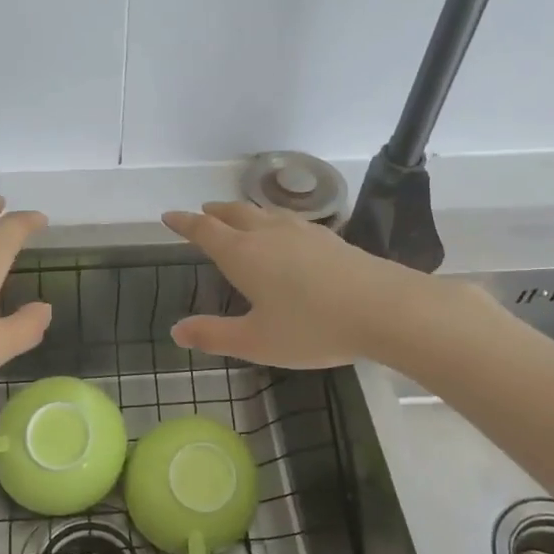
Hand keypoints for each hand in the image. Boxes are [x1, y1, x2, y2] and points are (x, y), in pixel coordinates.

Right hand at [162, 201, 438, 369]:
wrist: (383, 308)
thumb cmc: (312, 327)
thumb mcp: (256, 341)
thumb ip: (214, 335)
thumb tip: (176, 330)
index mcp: (243, 254)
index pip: (205, 231)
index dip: (185, 223)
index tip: (169, 215)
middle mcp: (269, 234)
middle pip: (235, 214)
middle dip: (214, 213)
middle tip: (202, 212)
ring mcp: (302, 233)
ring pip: (264, 213)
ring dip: (244, 212)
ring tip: (238, 216)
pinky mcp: (330, 239)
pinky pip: (289, 221)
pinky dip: (273, 221)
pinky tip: (285, 233)